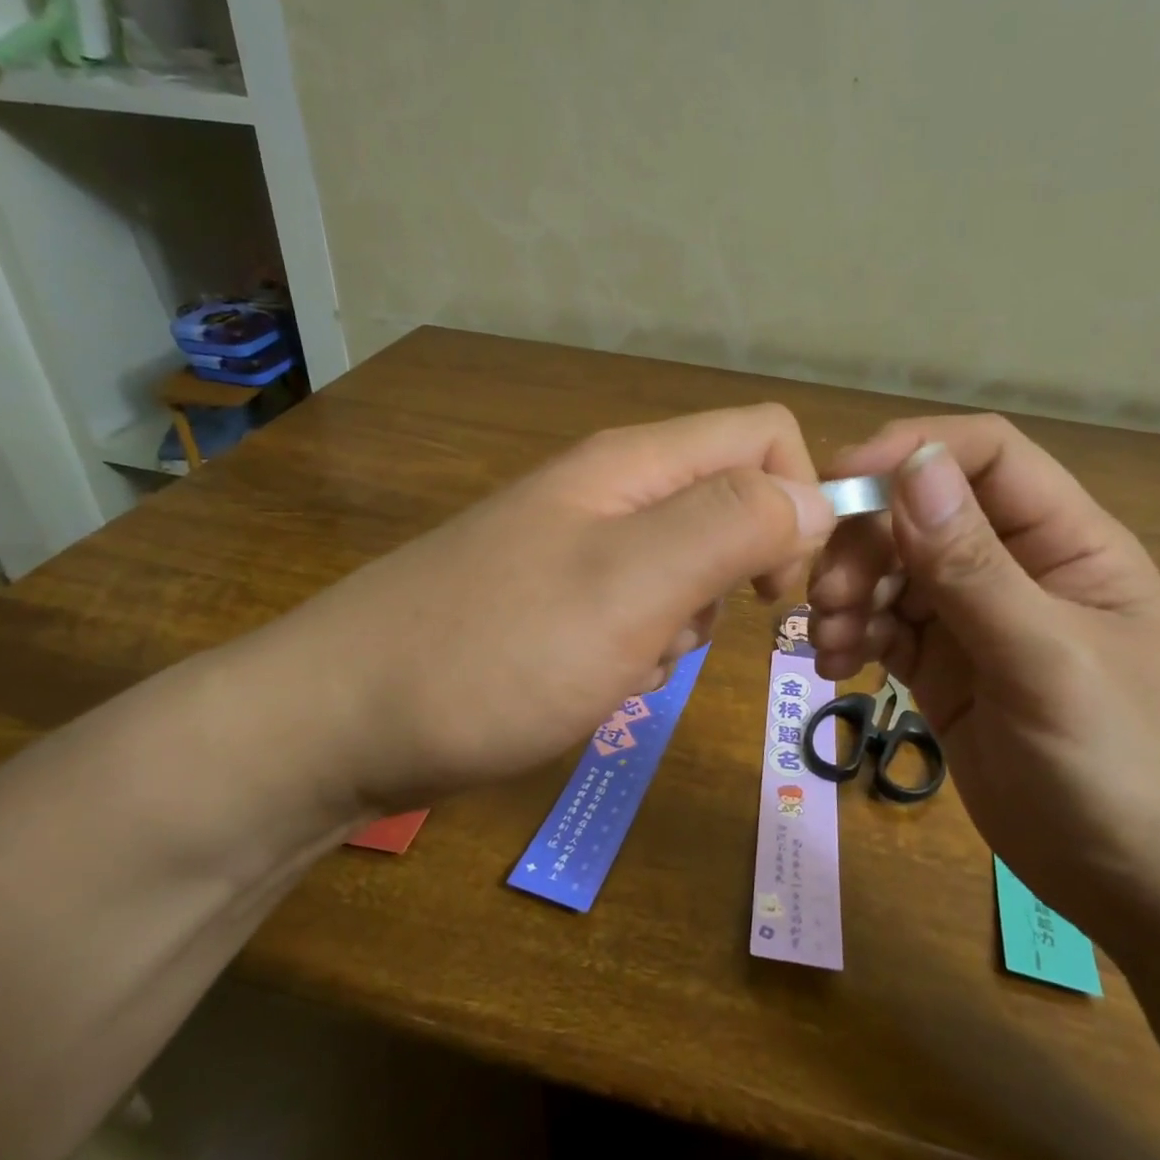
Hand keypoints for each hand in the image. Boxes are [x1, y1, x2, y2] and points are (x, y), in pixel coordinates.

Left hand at [268, 405, 835, 809]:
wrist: (344, 722)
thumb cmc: (494, 651)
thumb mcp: (629, 586)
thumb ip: (731, 527)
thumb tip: (816, 498)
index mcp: (635, 465)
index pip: (764, 437)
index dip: (798, 501)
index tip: (779, 586)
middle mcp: (614, 491)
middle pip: (732, 504)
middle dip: (739, 575)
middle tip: (685, 632)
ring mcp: (584, 547)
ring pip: (692, 567)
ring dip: (686, 622)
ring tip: (626, 662)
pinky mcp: (563, 599)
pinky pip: (644, 610)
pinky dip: (643, 648)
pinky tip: (595, 679)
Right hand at [807, 415, 1159, 946]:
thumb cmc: (1133, 773)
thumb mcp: (1049, 664)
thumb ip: (974, 568)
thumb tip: (912, 465)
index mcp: (1066, 543)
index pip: (984, 457)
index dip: (911, 451)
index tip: (839, 479)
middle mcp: (1016, 568)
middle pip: (919, 513)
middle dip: (863, 542)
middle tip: (826, 597)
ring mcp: (976, 621)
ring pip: (891, 571)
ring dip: (848, 592)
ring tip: (830, 643)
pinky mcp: (944, 671)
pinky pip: (883, 627)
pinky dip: (850, 634)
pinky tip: (834, 666)